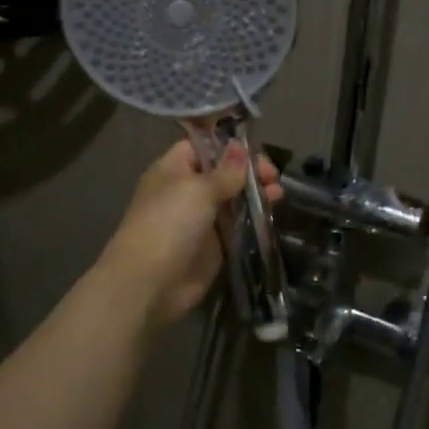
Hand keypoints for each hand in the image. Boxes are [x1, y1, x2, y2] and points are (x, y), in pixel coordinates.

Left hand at [100, 139, 282, 328]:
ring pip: (232, 201)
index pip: (202, 148)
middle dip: (248, 172)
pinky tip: (272, 214)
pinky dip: (253, 221)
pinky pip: (236, 228)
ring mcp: (200, 220)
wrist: (149, 282)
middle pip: (222, 174)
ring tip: (278, 193)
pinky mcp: (213, 247)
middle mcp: (186, 192)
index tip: (255, 151)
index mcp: (173, 170)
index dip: (228, 147)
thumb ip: (225, 171)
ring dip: (255, 195)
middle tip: (273, 176)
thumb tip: (240, 146)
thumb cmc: (169, 223)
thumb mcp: (198, 189)